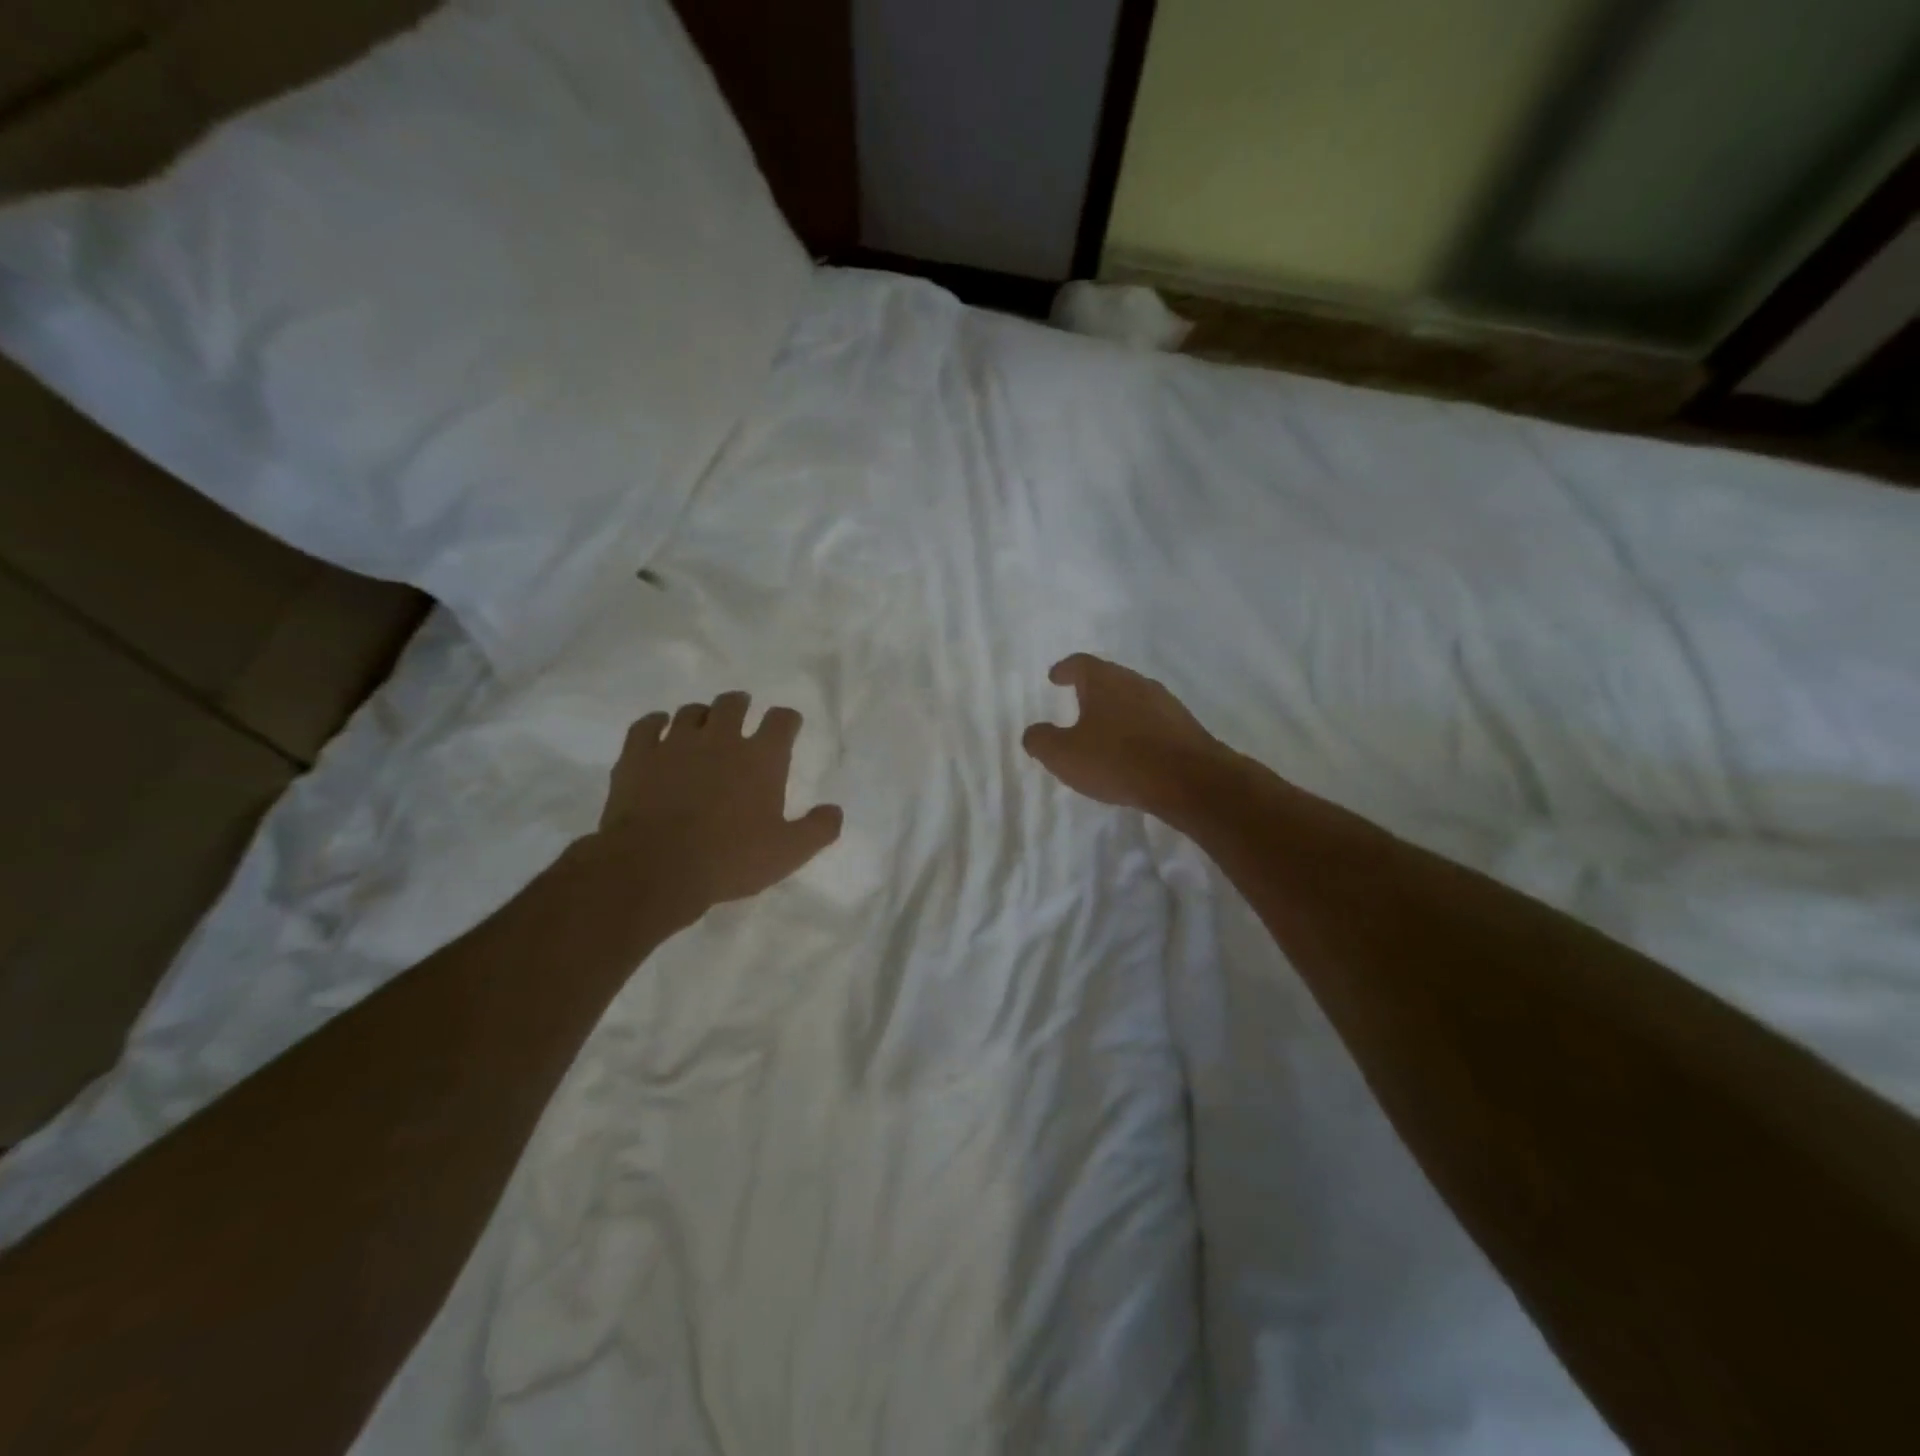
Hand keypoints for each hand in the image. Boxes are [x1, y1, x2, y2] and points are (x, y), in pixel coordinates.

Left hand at [590, 692, 841, 919]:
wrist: (655, 867)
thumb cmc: (730, 859)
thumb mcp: (788, 853)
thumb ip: (818, 829)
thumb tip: (835, 811)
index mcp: (761, 758)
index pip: (781, 721)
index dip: (787, 719)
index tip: (788, 724)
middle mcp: (721, 739)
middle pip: (733, 704)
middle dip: (741, 705)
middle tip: (742, 711)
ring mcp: (676, 743)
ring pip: (691, 712)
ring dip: (701, 715)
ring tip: (702, 725)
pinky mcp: (638, 755)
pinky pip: (647, 725)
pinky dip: (655, 723)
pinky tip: (658, 728)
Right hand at [1022, 654, 1236, 820]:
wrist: (1188, 779)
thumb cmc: (1117, 760)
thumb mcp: (1064, 755)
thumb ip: (1041, 741)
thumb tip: (1033, 733)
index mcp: (1105, 681)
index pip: (1080, 664)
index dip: (1065, 670)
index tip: (1055, 677)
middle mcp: (1136, 683)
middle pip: (1110, 678)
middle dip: (1092, 689)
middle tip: (1078, 700)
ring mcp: (1165, 703)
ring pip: (1133, 698)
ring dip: (1117, 709)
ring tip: (1104, 728)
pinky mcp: (1185, 727)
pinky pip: (1153, 721)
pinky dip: (1138, 729)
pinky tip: (1133, 750)